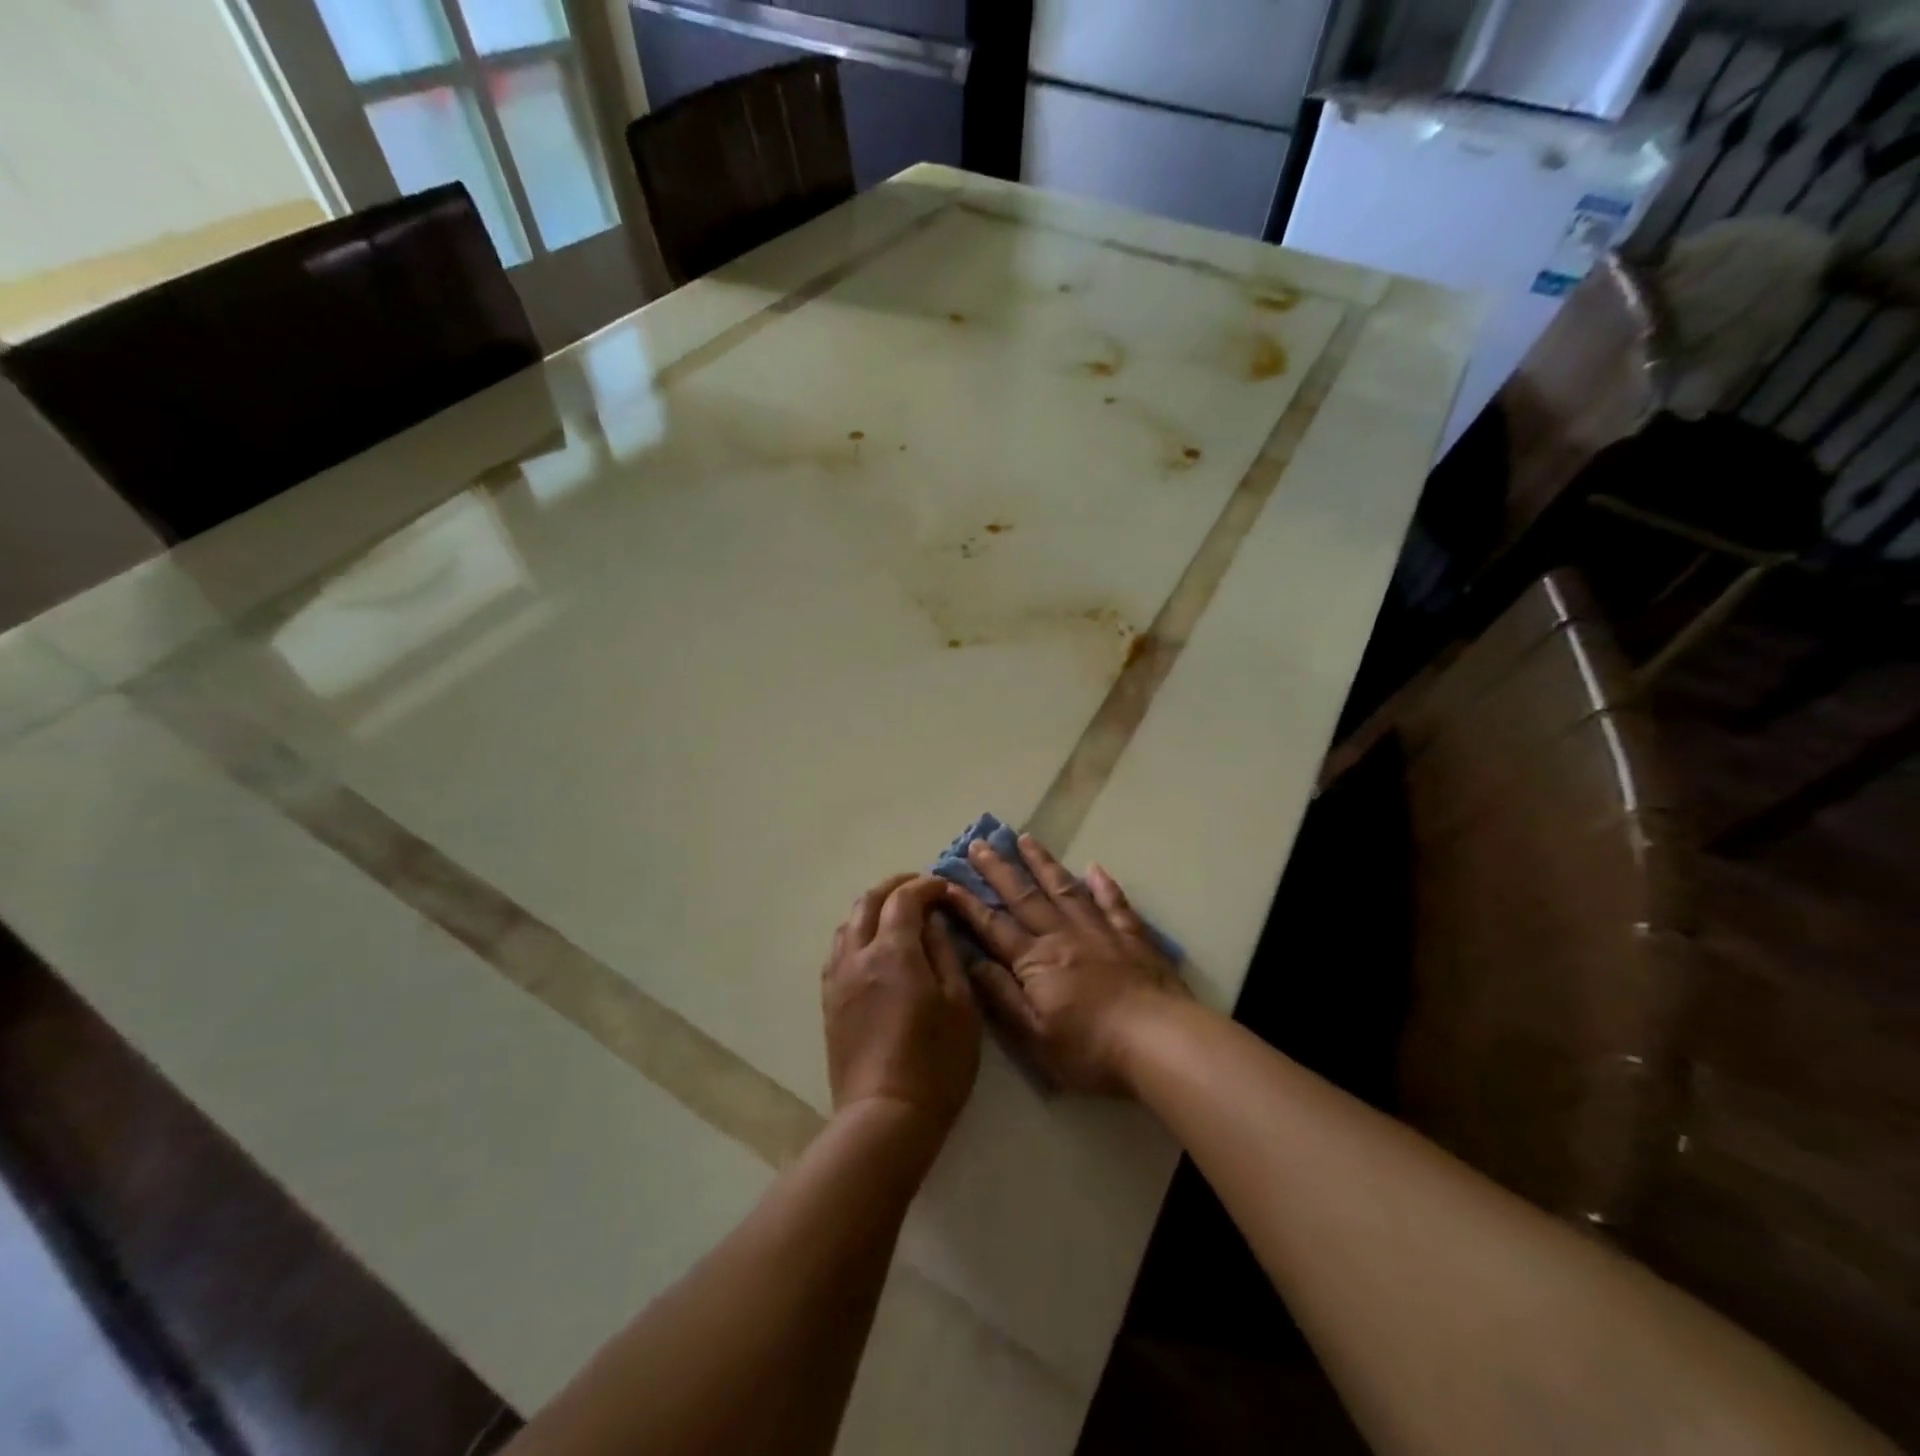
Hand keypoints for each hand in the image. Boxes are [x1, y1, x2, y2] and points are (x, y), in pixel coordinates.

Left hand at [822, 875, 980, 1135]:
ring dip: (872, 908)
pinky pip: (838, 950)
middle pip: (867, 901)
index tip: (945, 888)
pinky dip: (857, 933)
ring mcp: (837, 978)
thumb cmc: (936, 1062)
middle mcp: (858, 956)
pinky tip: (874, 948)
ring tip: (896, 915)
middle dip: (894, 887)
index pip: (904, 898)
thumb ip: (945, 953)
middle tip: (920, 888)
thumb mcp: (960, 1005)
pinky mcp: (829, 1001)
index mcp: (893, 952)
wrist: (884, 1116)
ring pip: (848, 924)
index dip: (926, 885)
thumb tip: (934, 922)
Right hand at [942, 835, 1189, 1095]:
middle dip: (998, 870)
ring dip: (1042, 863)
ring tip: (1025, 839)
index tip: (947, 881)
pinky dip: (1104, 884)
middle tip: (979, 843)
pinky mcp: (1131, 937)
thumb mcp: (1034, 1036)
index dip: (968, 905)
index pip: (993, 927)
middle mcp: (1062, 936)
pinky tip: (1094, 868)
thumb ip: (1002, 996)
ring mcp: (1098, 931)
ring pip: (1064, 889)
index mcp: (1035, 961)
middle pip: (1024, 897)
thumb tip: (972, 962)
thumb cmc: (1090, 1049)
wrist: (1158, 1040)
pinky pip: (1114, 903)